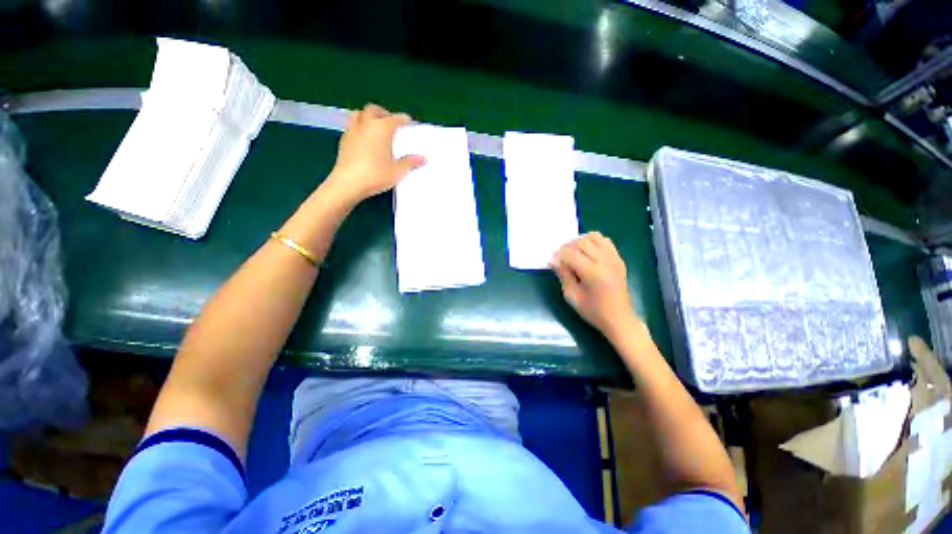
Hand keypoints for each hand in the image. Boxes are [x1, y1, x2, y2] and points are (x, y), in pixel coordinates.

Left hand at [325, 103, 425, 202]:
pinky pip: (353, 126)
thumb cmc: (375, 175)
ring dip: (368, 117)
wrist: (348, 183)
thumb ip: (410, 162)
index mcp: (381, 128)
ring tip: (376, 128)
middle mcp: (366, 124)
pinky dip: (360, 127)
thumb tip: (423, 158)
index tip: (408, 121)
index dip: (403, 119)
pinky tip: (365, 140)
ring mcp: (352, 131)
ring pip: (359, 114)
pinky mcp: (344, 140)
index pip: (395, 119)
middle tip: (391, 122)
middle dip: (383, 113)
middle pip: (373, 110)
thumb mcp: (397, 171)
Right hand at [550, 232, 640, 339]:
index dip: (558, 255)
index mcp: (592, 273)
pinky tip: (588, 253)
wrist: (619, 318)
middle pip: (582, 242)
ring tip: (574, 253)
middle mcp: (604, 261)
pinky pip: (605, 241)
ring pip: (594, 237)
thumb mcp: (572, 296)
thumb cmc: (593, 311)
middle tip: (561, 257)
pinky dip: (594, 242)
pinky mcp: (618, 259)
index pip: (570, 254)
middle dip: (567, 247)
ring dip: (580, 241)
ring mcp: (614, 258)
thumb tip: (553, 260)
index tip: (552, 261)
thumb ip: (563, 275)